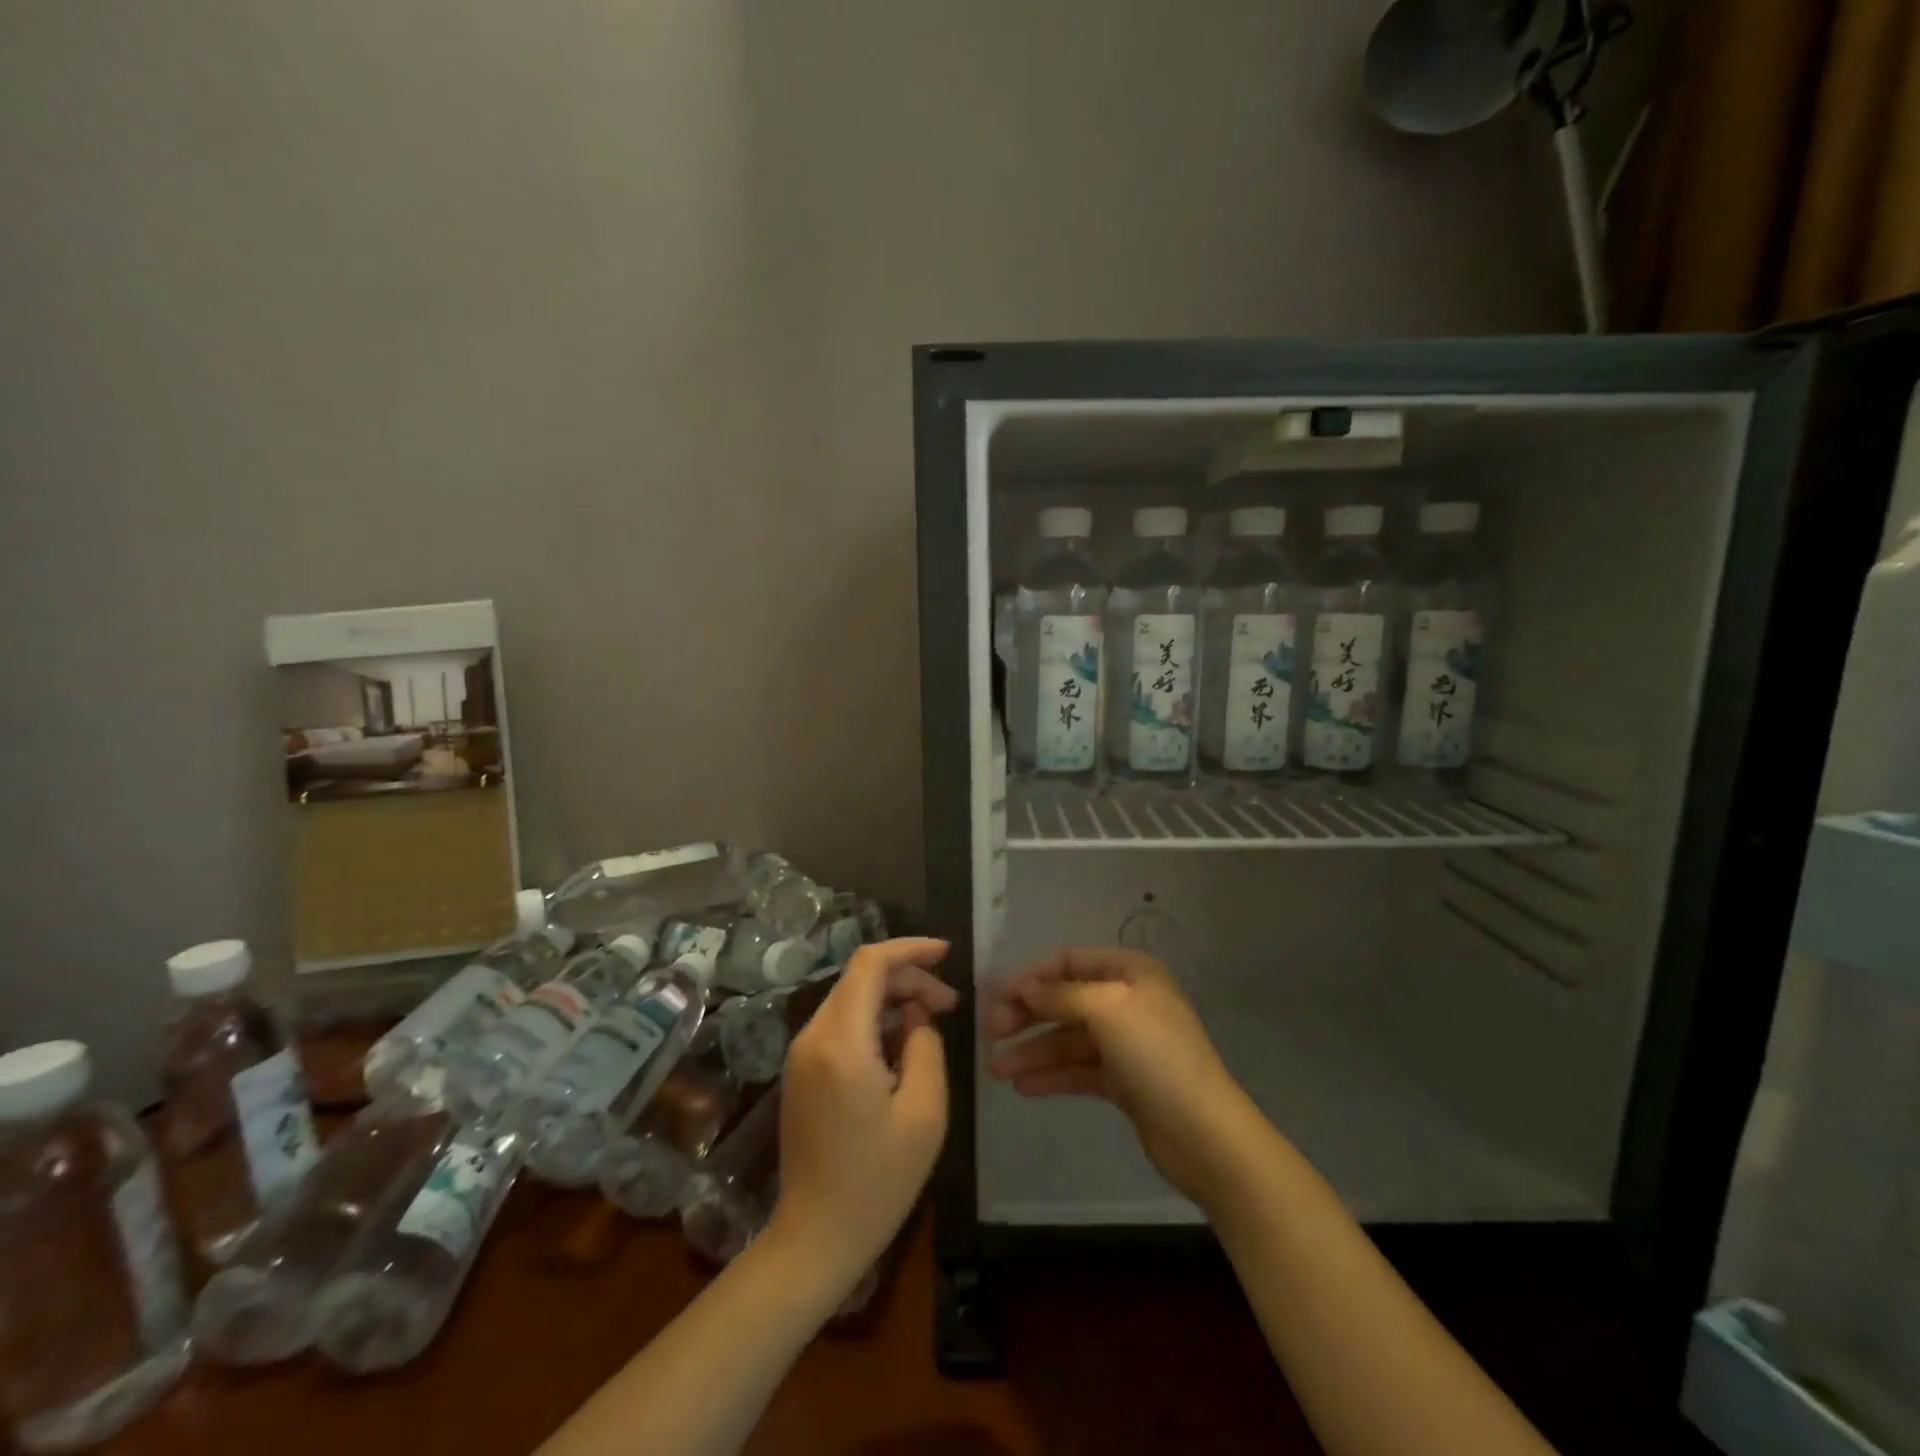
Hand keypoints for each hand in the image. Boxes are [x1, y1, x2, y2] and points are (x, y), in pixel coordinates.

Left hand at [766, 938, 956, 1289]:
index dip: (910, 948)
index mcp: (841, 1041)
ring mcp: (801, 1054)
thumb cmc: (877, 1181)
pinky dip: (874, 1020)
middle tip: (950, 1004)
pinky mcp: (801, 1072)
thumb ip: (926, 1045)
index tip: (947, 952)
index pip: (870, 963)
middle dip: (908, 978)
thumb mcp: (924, 1111)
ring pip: (851, 999)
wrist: (815, 1239)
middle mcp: (812, 1036)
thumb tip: (916, 1014)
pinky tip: (902, 1045)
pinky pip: (840, 1025)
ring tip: (932, 1022)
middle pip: (860, 978)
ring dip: (892, 999)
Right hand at [985, 946, 1261, 1209]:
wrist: (1204, 1134)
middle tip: (992, 1034)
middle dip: (1028, 1016)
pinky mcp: (1124, 1081)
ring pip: (1069, 1040)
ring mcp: (1126, 1044)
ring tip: (997, 1070)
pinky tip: (1023, 1087)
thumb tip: (1025, 988)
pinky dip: (1052, 1076)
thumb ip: (1061, 996)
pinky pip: (1079, 1070)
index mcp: (1131, 973)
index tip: (998, 996)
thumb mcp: (1107, 1010)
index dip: (1034, 976)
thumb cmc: (1156, 1056)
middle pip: (1066, 1001)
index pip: (1071, 961)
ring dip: (1033, 1052)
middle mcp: (1128, 1001)